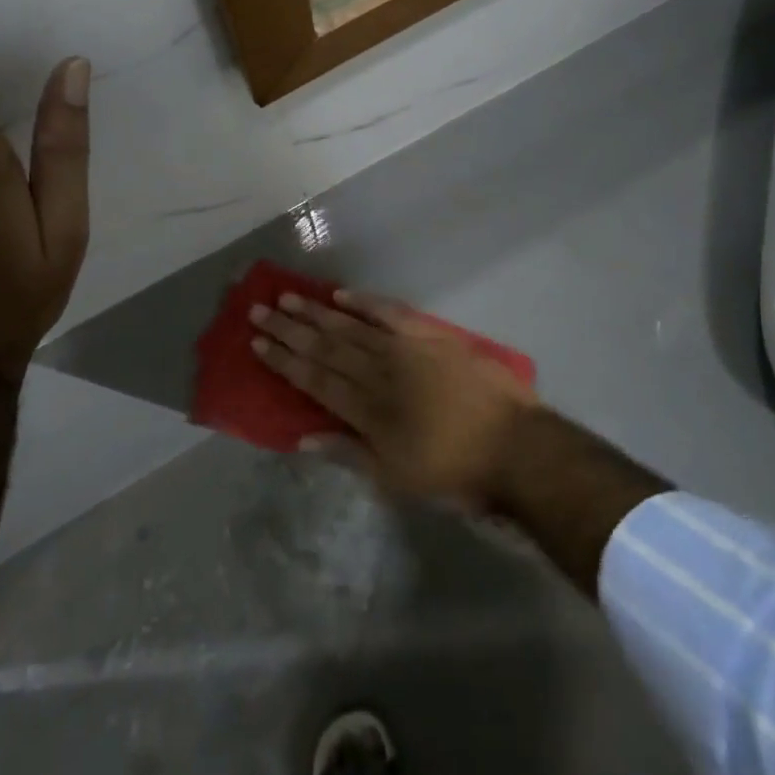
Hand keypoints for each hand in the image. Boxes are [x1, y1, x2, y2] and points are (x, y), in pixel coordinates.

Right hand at [248, 290, 541, 510]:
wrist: (516, 448)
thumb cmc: (454, 473)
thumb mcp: (396, 479)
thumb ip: (348, 453)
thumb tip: (303, 438)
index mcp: (367, 410)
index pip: (314, 378)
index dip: (284, 360)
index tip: (258, 342)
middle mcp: (379, 372)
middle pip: (325, 346)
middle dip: (289, 329)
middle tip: (258, 310)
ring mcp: (407, 349)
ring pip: (351, 325)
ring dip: (317, 311)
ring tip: (287, 297)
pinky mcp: (433, 336)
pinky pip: (392, 313)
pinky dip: (366, 302)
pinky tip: (342, 294)